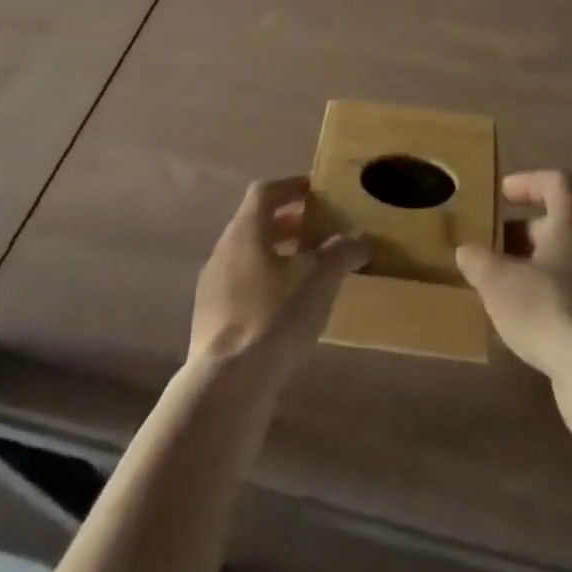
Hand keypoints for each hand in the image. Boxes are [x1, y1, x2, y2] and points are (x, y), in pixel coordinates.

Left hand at [188, 176, 367, 384]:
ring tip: (307, 273)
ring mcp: (212, 287)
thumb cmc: (275, 316)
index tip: (315, 192)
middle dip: (288, 224)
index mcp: (247, 229)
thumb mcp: (320, 279)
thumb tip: (362, 238)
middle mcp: (224, 249)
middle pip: (256, 223)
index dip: (291, 186)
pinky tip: (286, 311)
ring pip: (247, 257)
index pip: (266, 190)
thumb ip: (342, 252)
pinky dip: (264, 286)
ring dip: (276, 256)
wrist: (227, 385)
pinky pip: (240, 288)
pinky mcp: (210, 321)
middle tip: (318, 232)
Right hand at [455, 169, 571, 382]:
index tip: (501, 194)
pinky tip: (510, 327)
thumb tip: (467, 250)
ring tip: (491, 288)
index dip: (528, 181)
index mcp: (570, 224)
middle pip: (554, 226)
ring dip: (525, 271)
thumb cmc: (548, 308)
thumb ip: (478, 260)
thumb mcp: (498, 280)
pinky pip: (562, 301)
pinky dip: (537, 305)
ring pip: (556, 266)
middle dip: (518, 234)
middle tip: (486, 246)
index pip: (557, 182)